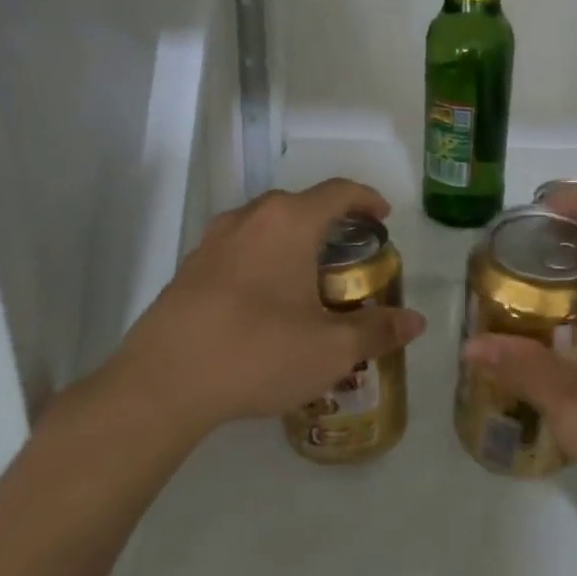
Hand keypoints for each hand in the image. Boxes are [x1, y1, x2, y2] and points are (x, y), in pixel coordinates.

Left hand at [101, 179, 426, 444]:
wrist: (161, 383)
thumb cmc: (257, 353)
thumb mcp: (330, 349)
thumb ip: (377, 330)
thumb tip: (415, 321)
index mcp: (289, 222)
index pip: (338, 192)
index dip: (366, 199)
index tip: (383, 218)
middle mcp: (250, 218)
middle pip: (300, 205)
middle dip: (330, 223)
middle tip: (349, 257)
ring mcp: (213, 240)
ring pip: (266, 225)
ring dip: (293, 241)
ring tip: (307, 279)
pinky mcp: (189, 267)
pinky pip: (238, 248)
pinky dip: (262, 259)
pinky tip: (264, 302)